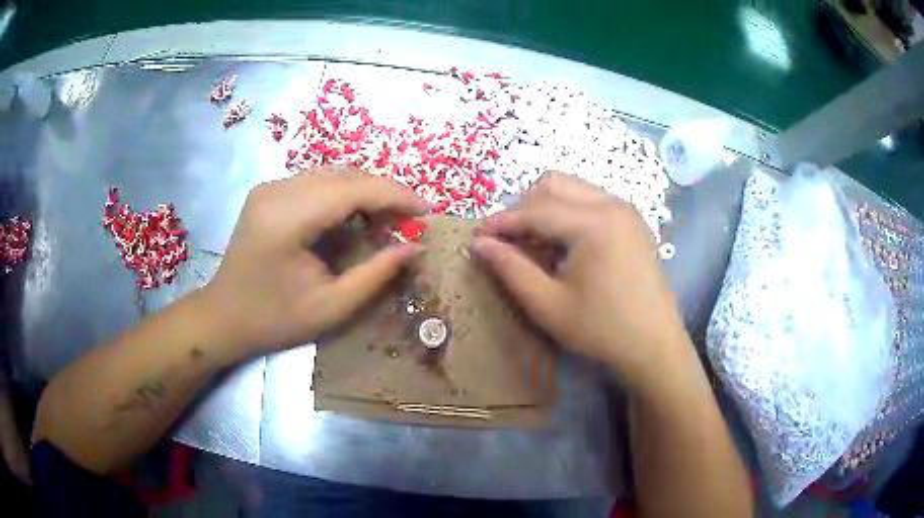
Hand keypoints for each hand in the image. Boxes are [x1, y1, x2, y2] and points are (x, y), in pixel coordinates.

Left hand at [198, 168, 427, 359]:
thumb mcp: (331, 307)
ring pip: (331, 174)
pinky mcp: (268, 192)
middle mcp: (277, 191)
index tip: (427, 209)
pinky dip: (343, 194)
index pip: (352, 189)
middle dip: (383, 192)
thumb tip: (415, 247)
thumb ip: (376, 275)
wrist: (223, 316)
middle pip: (344, 175)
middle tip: (410, 219)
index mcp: (287, 219)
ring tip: (387, 219)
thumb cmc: (274, 320)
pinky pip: (316, 182)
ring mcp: (269, 187)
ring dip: (365, 191)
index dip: (395, 195)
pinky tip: (354, 217)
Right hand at [472, 173, 690, 388]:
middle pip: (553, 184)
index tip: (477, 237)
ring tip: (535, 243)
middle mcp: (612, 204)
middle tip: (509, 241)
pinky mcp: (632, 221)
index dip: (502, 222)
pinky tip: (564, 245)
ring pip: (572, 188)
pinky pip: (590, 200)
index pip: (535, 210)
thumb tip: (480, 244)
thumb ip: (511, 269)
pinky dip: (568, 212)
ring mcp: (626, 210)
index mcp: (594, 223)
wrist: (654, 344)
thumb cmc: (601, 329)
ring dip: (545, 207)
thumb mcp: (549, 305)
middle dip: (524, 207)